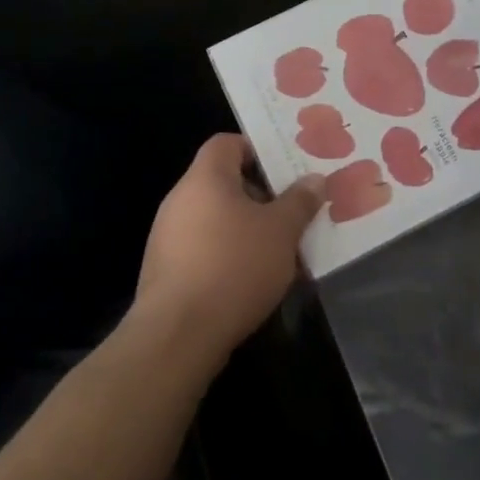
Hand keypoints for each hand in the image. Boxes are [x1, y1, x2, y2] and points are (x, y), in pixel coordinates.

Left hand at [134, 135, 324, 360]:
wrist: (177, 336)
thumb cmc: (234, 267)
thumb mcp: (281, 231)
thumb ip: (299, 201)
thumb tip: (314, 179)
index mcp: (205, 178)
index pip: (227, 143)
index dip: (257, 150)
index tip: (286, 170)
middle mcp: (180, 199)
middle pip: (224, 182)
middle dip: (261, 196)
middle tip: (293, 213)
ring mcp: (168, 237)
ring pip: (216, 219)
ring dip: (247, 229)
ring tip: (280, 251)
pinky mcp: (165, 271)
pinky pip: (204, 249)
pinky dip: (228, 255)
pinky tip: (253, 280)